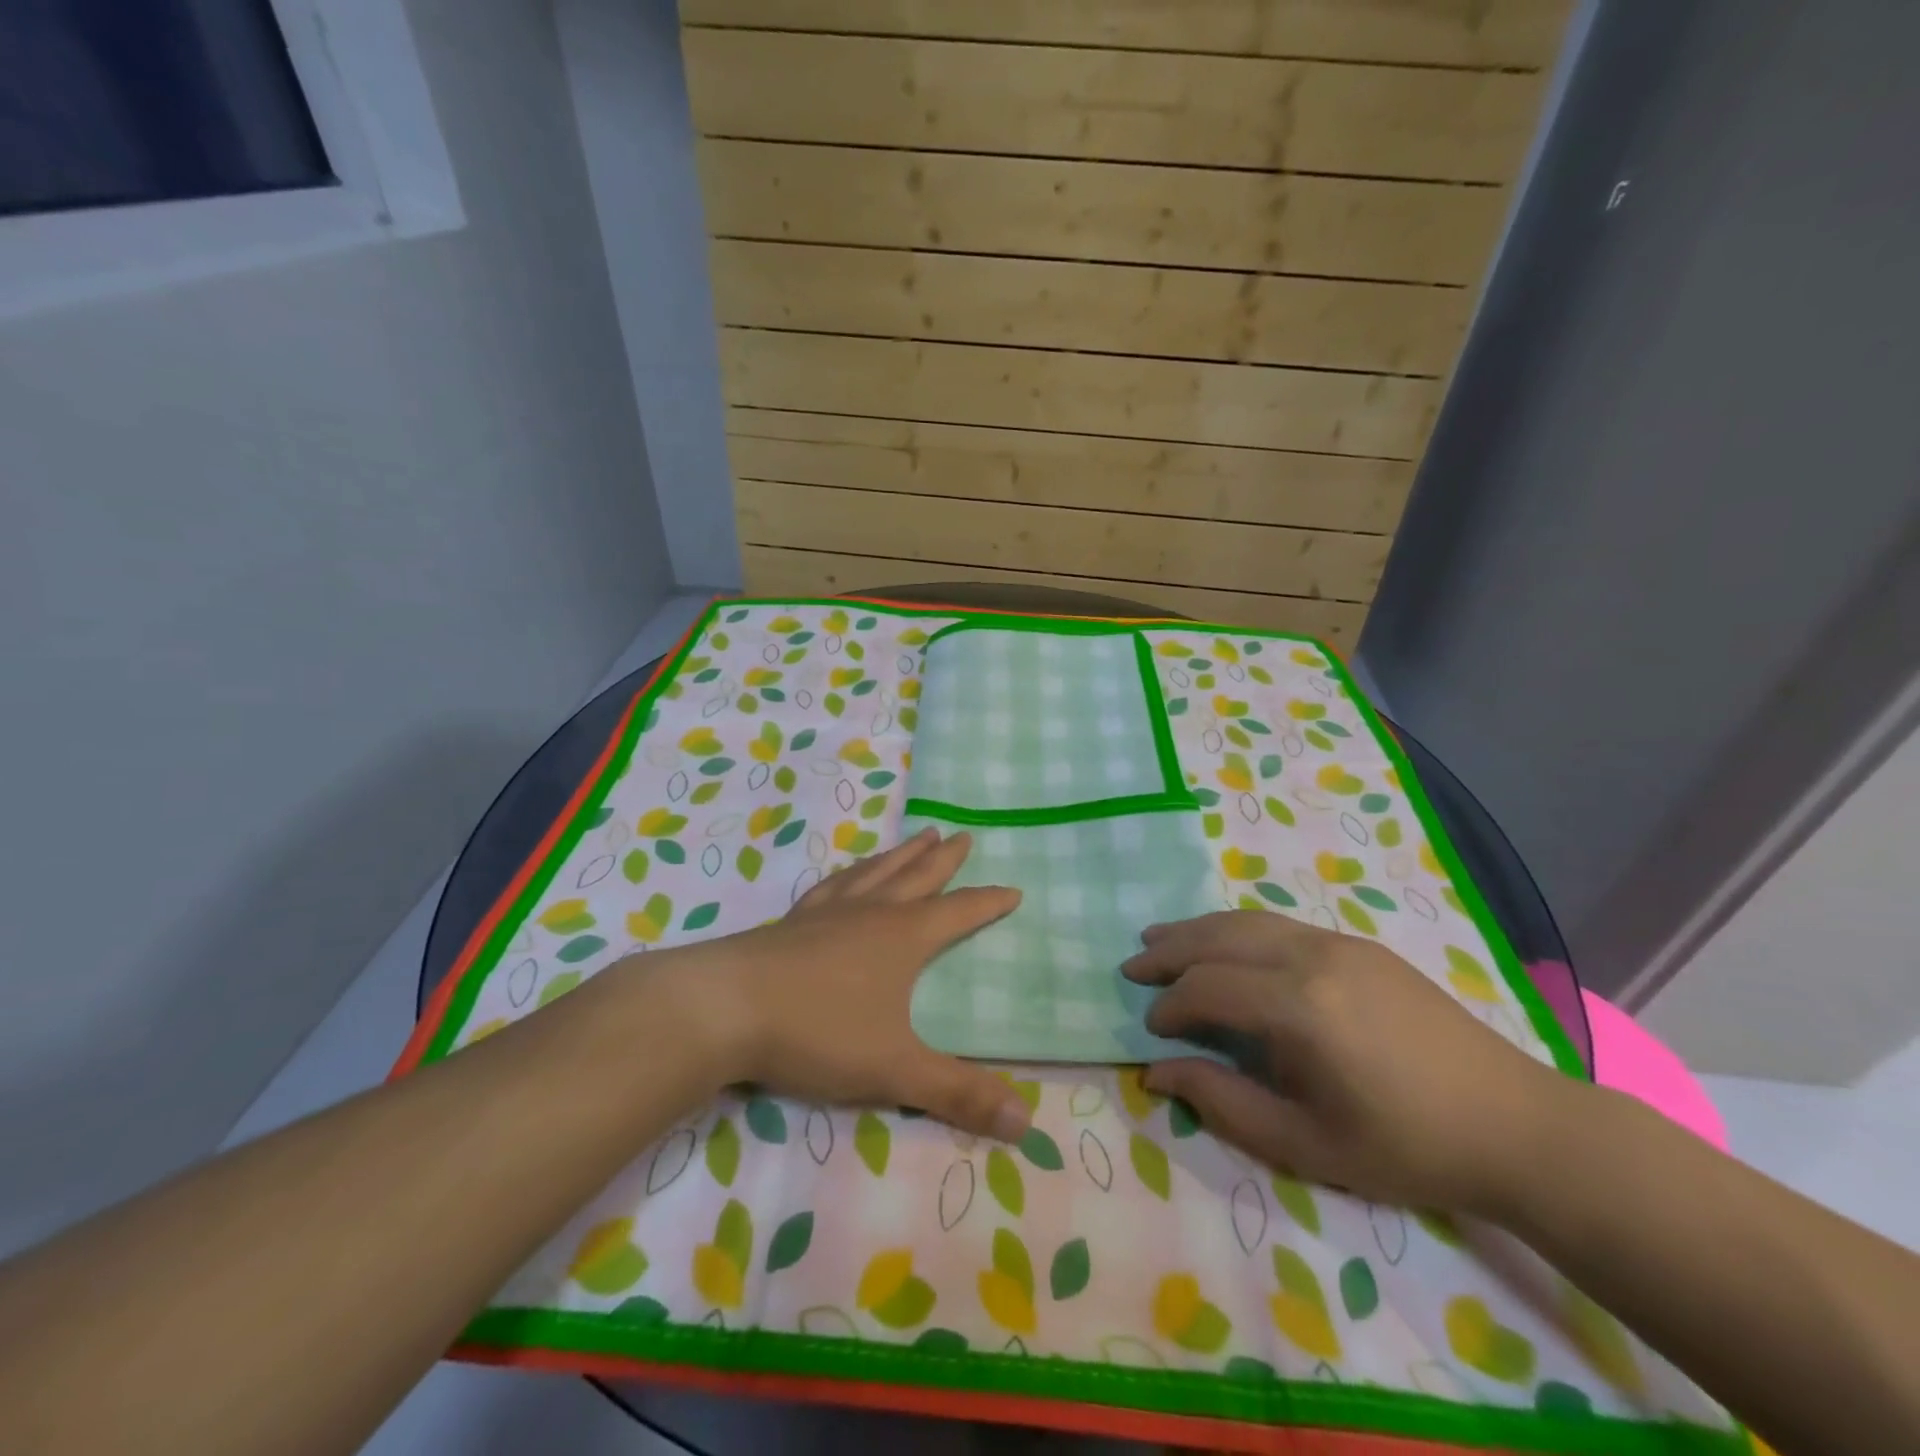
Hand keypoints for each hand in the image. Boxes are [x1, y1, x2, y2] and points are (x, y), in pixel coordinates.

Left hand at [647, 828, 1032, 1143]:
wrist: (724, 1007)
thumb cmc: (818, 1032)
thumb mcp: (895, 1069)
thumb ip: (958, 1094)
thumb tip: (1026, 1123)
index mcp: (903, 937)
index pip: (959, 913)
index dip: (988, 903)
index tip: (1013, 890)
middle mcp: (871, 913)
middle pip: (918, 876)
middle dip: (944, 859)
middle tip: (963, 835)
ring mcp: (828, 912)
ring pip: (876, 872)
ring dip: (902, 854)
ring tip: (918, 836)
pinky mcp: (792, 921)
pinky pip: (833, 885)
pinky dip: (851, 873)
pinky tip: (847, 876)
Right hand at [1123, 911, 1576, 1214]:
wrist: (1515, 1125)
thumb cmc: (1405, 1146)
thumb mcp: (1304, 1143)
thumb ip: (1222, 1101)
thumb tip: (1156, 1072)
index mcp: (1298, 1007)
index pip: (1207, 988)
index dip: (1170, 1006)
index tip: (1151, 1030)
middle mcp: (1311, 957)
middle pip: (1218, 938)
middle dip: (1169, 950)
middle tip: (1133, 965)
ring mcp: (1338, 943)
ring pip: (1247, 921)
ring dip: (1198, 929)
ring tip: (1160, 938)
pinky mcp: (1360, 945)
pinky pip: (1279, 925)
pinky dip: (1237, 929)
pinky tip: (1226, 944)